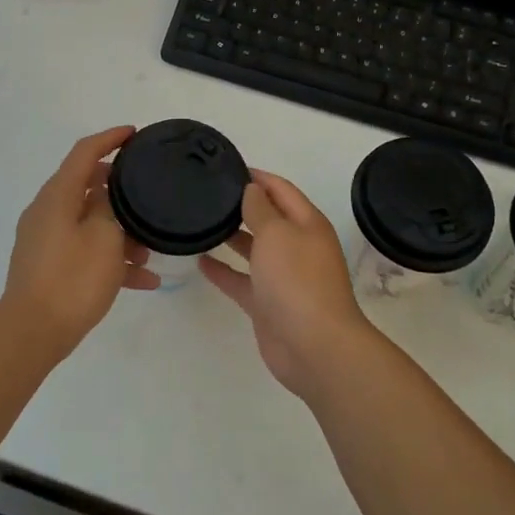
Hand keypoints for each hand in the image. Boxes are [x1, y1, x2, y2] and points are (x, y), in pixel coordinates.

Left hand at [1, 126, 160, 357]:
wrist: (33, 333)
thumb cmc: (73, 278)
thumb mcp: (104, 236)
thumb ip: (110, 206)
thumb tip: (107, 194)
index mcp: (58, 195)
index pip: (84, 152)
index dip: (110, 138)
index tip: (134, 134)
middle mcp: (47, 211)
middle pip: (87, 186)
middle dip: (120, 190)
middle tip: (148, 193)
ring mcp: (45, 240)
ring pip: (89, 222)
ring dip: (119, 231)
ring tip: (150, 250)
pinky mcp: (48, 266)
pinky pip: (84, 250)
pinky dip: (109, 258)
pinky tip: (143, 280)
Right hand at [199, 171, 375, 399]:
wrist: (315, 346)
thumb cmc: (297, 280)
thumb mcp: (277, 233)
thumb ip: (261, 209)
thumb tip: (252, 189)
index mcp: (307, 224)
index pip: (281, 190)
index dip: (258, 177)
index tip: (228, 167)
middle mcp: (296, 246)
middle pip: (268, 218)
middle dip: (243, 205)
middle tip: (207, 194)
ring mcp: (282, 277)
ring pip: (254, 249)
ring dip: (232, 236)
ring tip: (201, 221)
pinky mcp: (267, 304)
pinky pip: (241, 280)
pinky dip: (223, 271)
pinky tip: (200, 261)